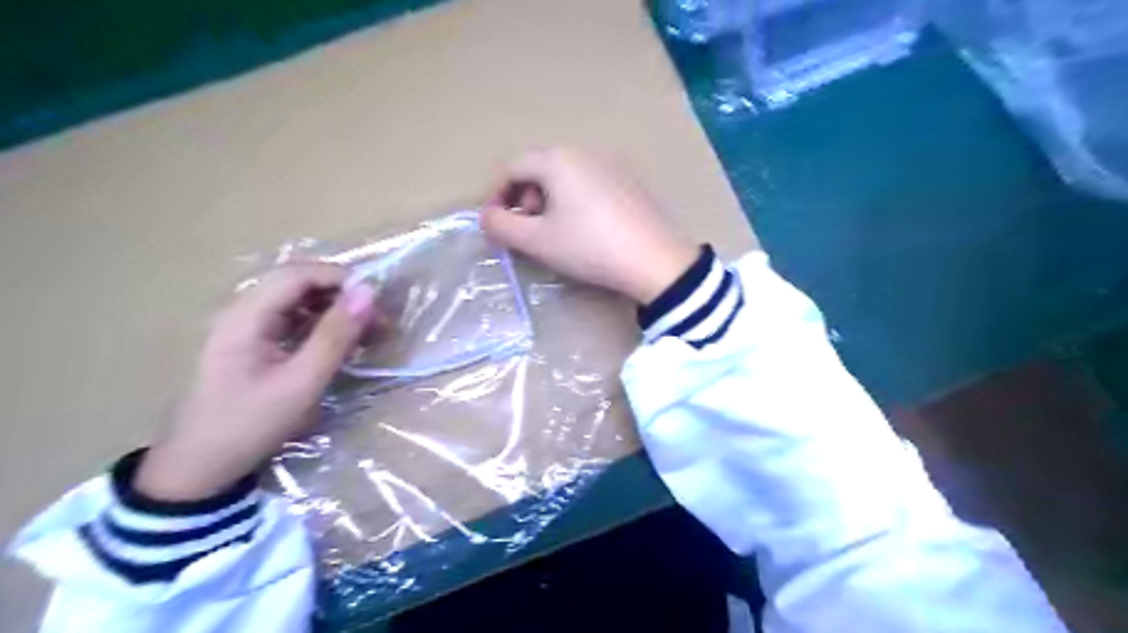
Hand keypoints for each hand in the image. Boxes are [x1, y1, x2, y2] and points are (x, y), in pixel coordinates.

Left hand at [136, 266, 373, 502]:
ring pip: (300, 302)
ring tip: (368, 332)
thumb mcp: (301, 382)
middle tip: (378, 320)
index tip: (376, 301)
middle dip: (342, 295)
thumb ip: (335, 335)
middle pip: (299, 283)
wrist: (200, 468)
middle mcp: (245, 312)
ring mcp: (248, 329)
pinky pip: (295, 322)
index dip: (340, 278)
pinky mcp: (256, 345)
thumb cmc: (249, 424)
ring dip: (336, 311)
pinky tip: (343, 345)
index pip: (298, 274)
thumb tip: (368, 293)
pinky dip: (324, 327)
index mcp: (247, 315)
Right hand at [483, 149, 701, 304]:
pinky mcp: (630, 181)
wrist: (654, 260)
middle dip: (525, 198)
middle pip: (540, 167)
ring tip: (556, 231)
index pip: (513, 167)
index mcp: (558, 159)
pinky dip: (575, 200)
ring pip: (566, 175)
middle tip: (529, 230)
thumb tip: (487, 216)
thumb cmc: (589, 247)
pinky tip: (586, 228)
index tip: (498, 224)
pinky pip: (590, 182)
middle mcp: (585, 152)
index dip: (498, 194)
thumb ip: (502, 226)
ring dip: (549, 200)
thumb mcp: (538, 241)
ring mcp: (612, 164)